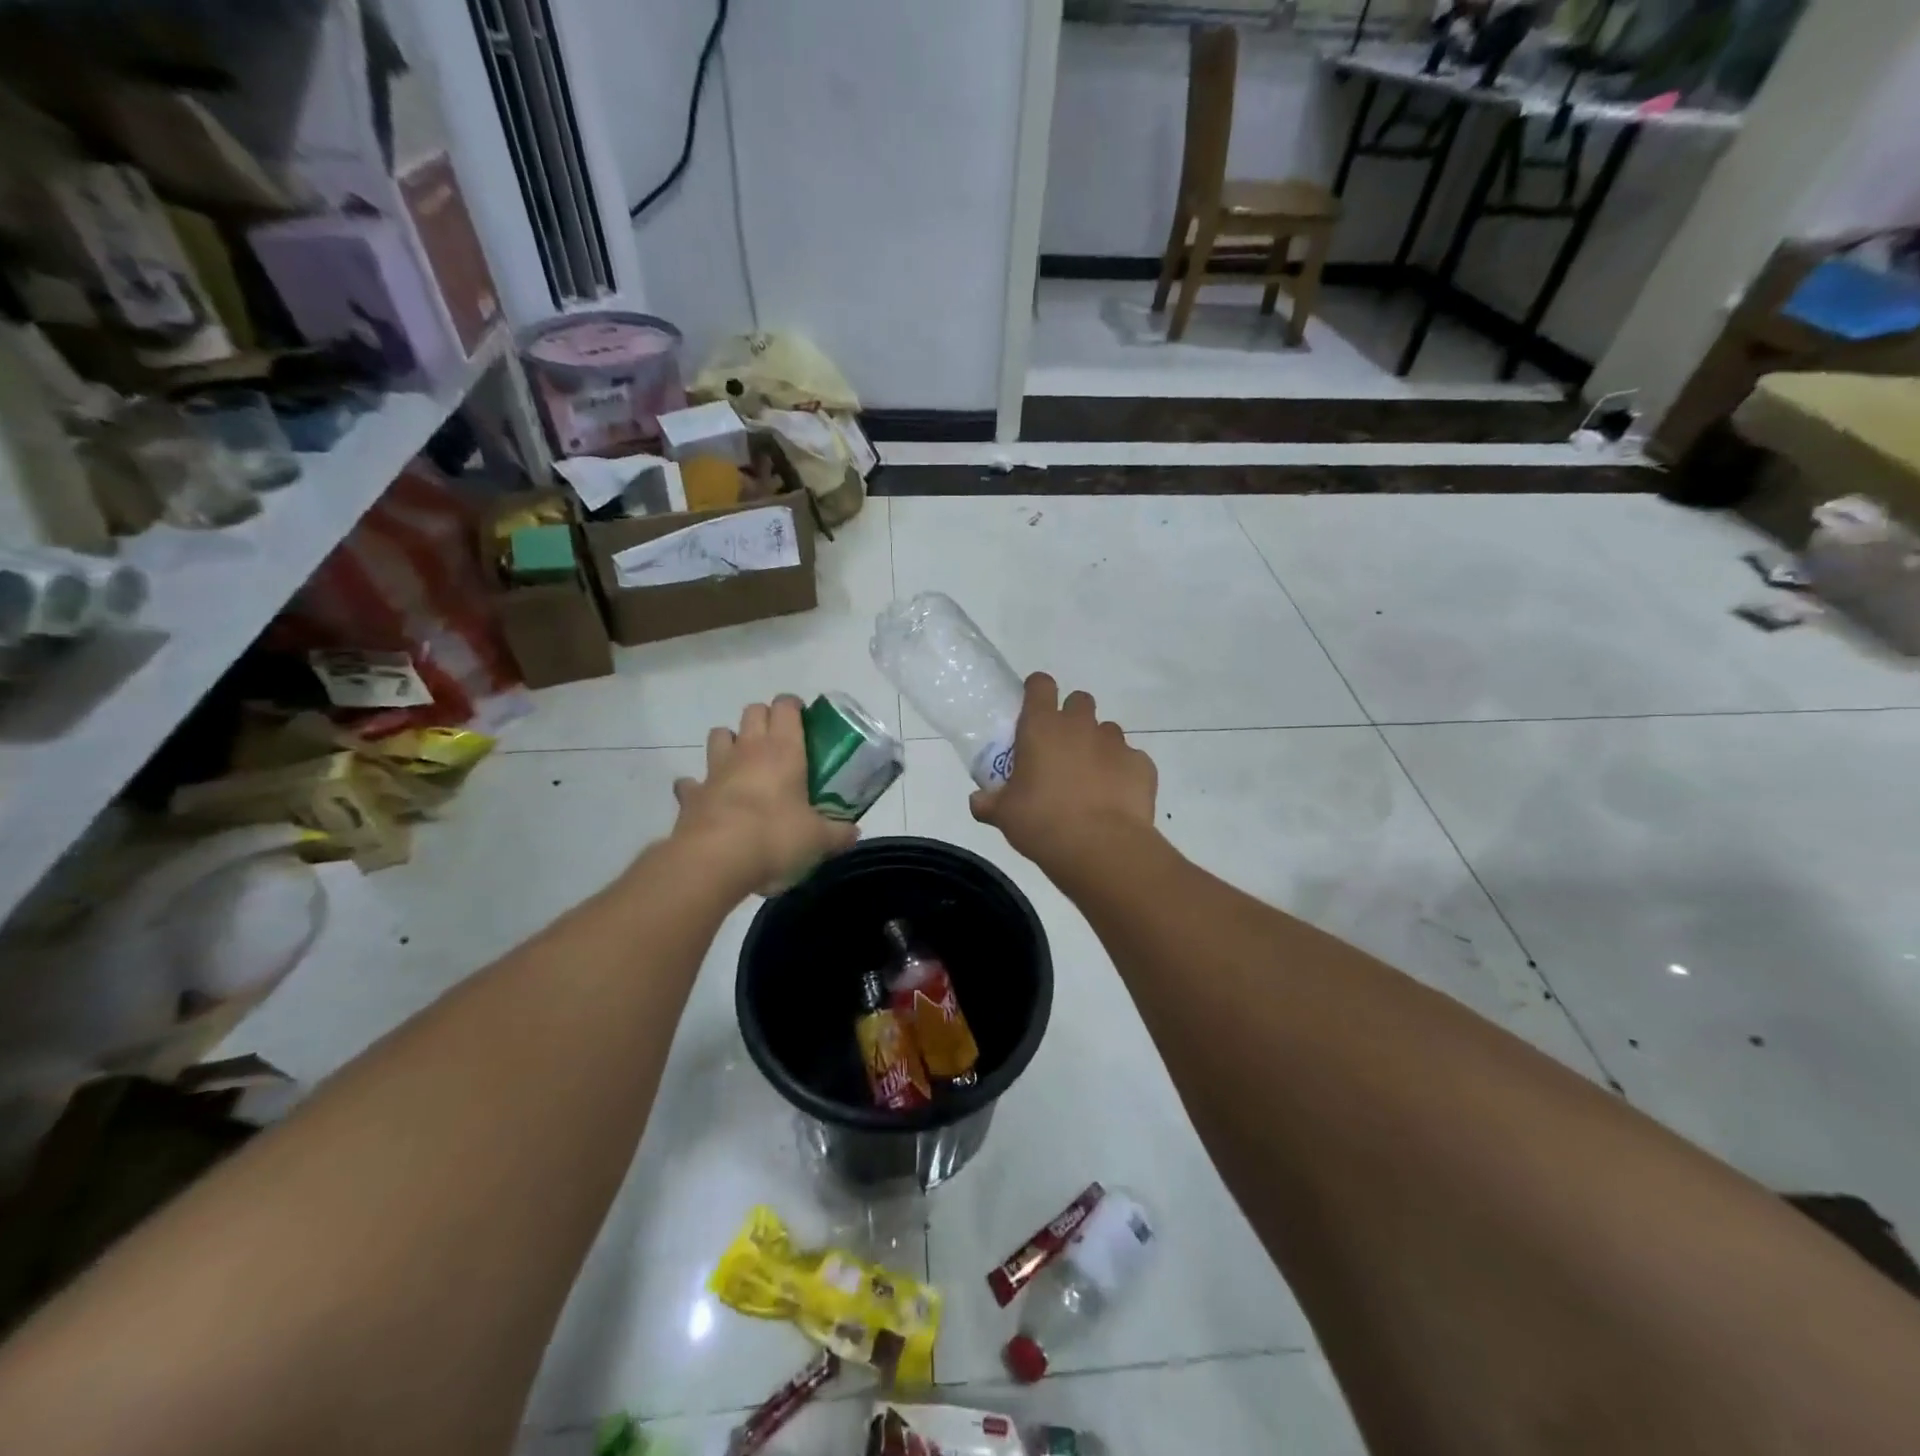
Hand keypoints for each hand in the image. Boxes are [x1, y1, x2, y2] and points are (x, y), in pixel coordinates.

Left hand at [672, 697, 857, 894]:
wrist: (715, 858)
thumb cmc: (775, 836)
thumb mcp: (818, 838)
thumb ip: (838, 833)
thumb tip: (853, 834)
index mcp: (783, 749)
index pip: (785, 707)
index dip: (793, 706)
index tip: (803, 717)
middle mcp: (748, 749)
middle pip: (752, 711)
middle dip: (764, 718)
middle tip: (779, 741)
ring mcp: (715, 769)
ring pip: (719, 735)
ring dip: (730, 741)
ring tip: (743, 762)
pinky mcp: (691, 794)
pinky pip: (691, 782)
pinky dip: (698, 786)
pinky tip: (709, 798)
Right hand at [970, 673, 1157, 870]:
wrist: (1100, 847)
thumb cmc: (1042, 823)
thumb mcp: (1004, 815)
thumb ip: (988, 803)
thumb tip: (977, 801)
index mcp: (1042, 727)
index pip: (1040, 685)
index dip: (1037, 691)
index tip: (1033, 709)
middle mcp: (1080, 726)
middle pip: (1079, 701)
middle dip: (1072, 718)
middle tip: (1061, 749)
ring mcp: (1116, 743)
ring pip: (1107, 731)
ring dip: (1098, 747)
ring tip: (1090, 780)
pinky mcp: (1142, 765)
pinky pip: (1130, 760)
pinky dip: (1122, 773)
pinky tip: (1114, 799)